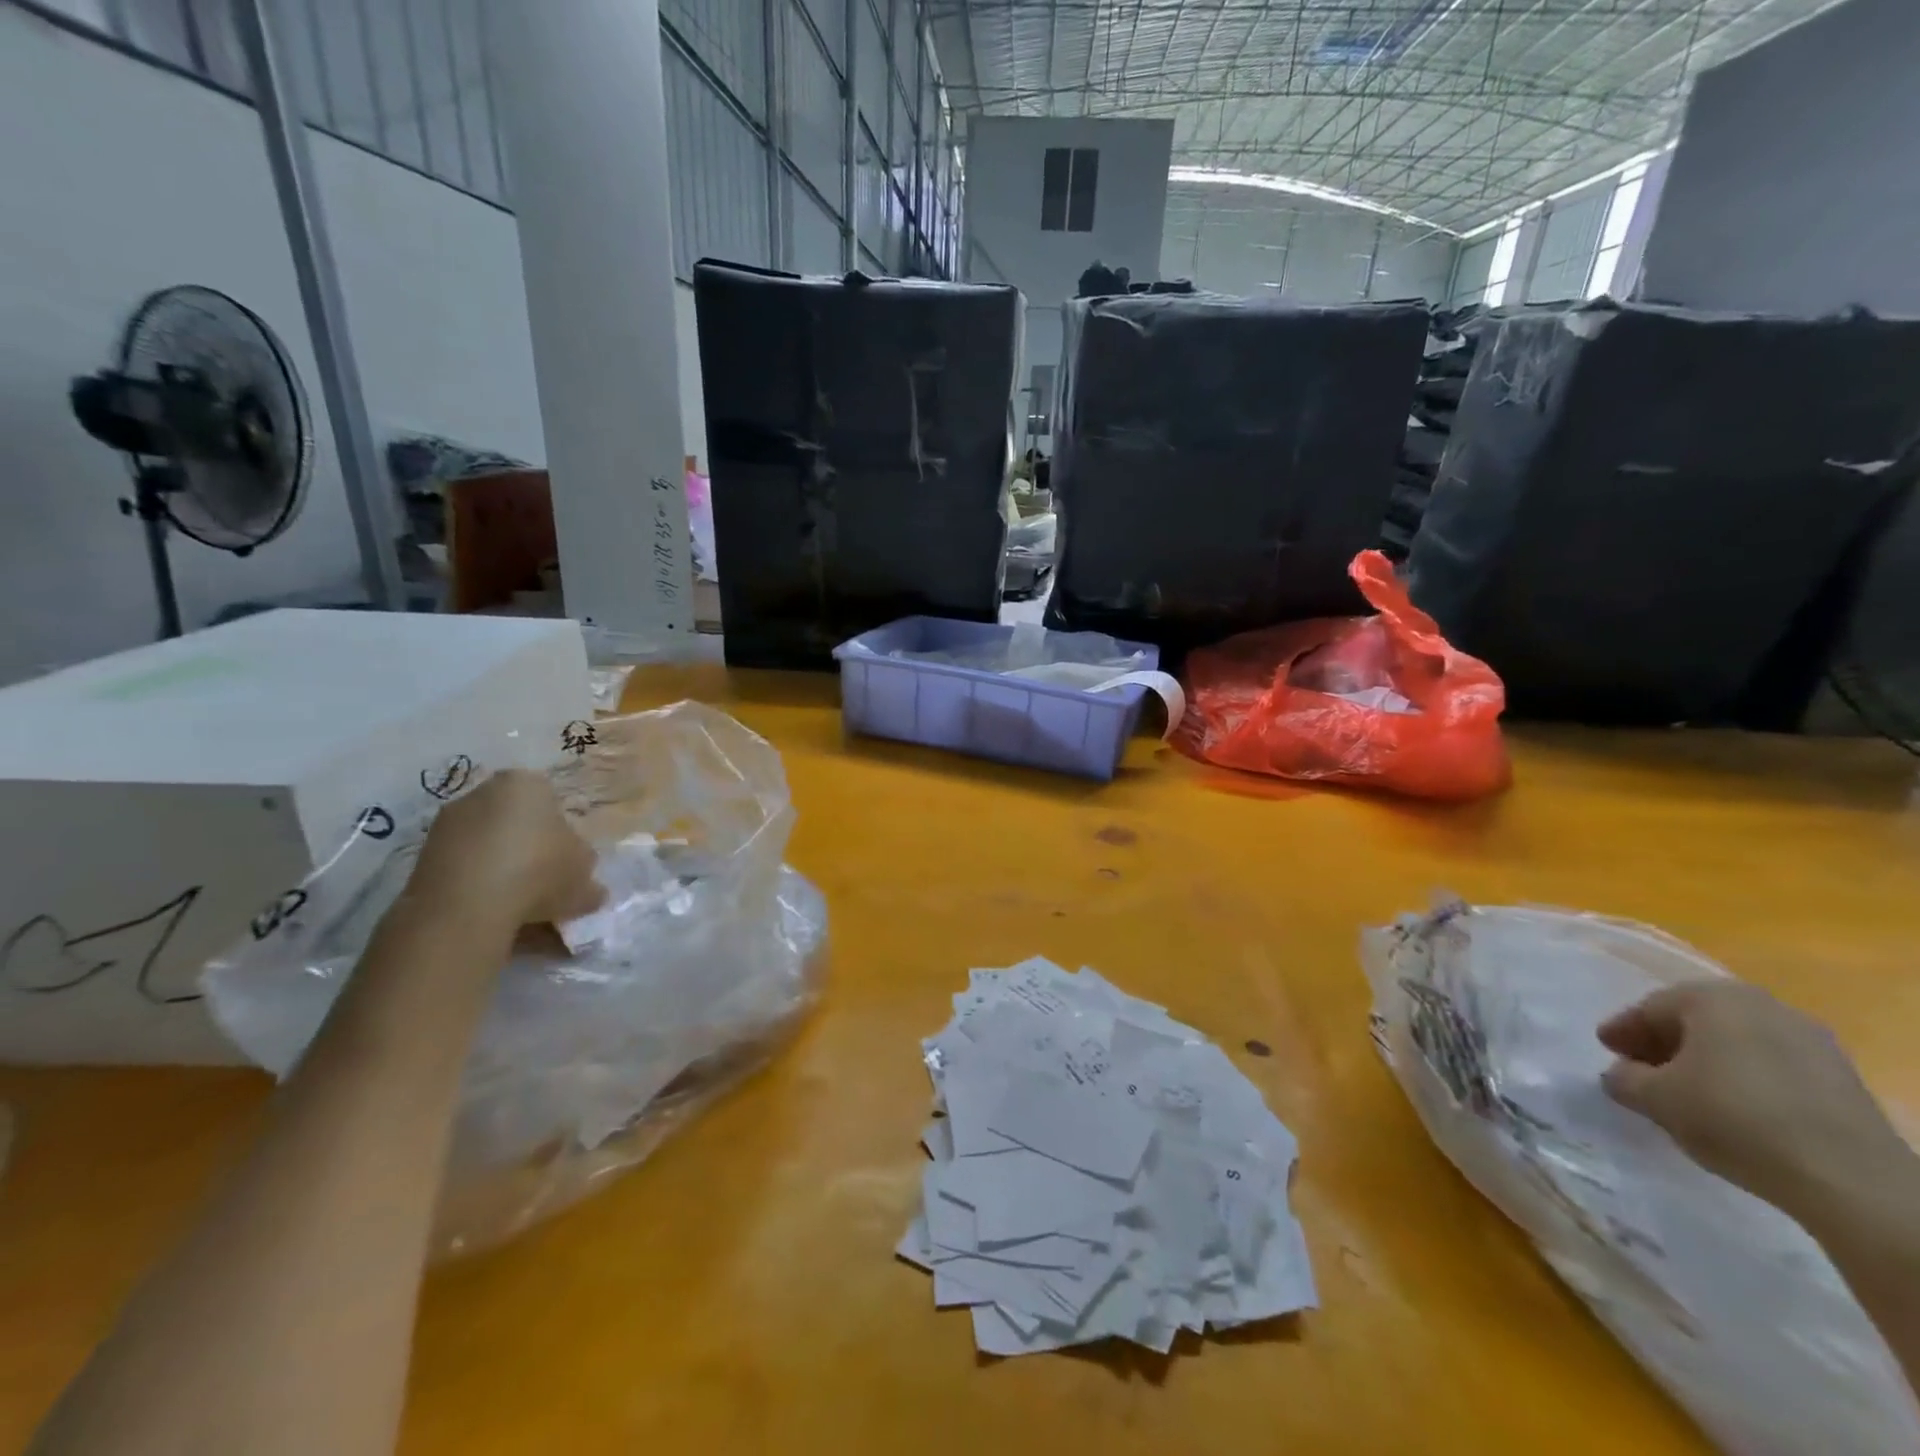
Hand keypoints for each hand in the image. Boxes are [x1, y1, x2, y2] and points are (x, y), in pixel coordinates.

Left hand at [406, 770, 603, 931]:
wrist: (466, 908)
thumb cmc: (539, 872)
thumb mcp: (584, 872)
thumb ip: (586, 870)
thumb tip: (587, 884)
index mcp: (526, 783)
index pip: (551, 800)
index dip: (563, 833)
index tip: (567, 861)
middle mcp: (482, 792)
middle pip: (516, 820)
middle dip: (529, 848)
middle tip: (546, 882)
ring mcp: (446, 824)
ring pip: (488, 846)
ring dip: (503, 869)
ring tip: (520, 907)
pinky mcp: (421, 857)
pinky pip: (463, 868)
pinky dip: (478, 886)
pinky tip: (493, 914)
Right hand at [1598, 981, 1907, 1216]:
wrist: (1850, 1179)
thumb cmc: (1733, 1119)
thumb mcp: (1655, 1099)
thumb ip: (1624, 1078)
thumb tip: (1621, 1073)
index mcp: (1712, 997)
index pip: (1650, 1008)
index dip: (1622, 1031)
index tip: (1606, 1051)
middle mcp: (1762, 1005)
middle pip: (1696, 1020)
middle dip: (1665, 1043)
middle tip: (1640, 1068)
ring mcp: (1811, 1039)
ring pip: (1736, 1042)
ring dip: (1706, 1061)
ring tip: (1687, 1091)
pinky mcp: (1841, 1077)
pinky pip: (1772, 1064)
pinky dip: (1744, 1077)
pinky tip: (1733, 1106)